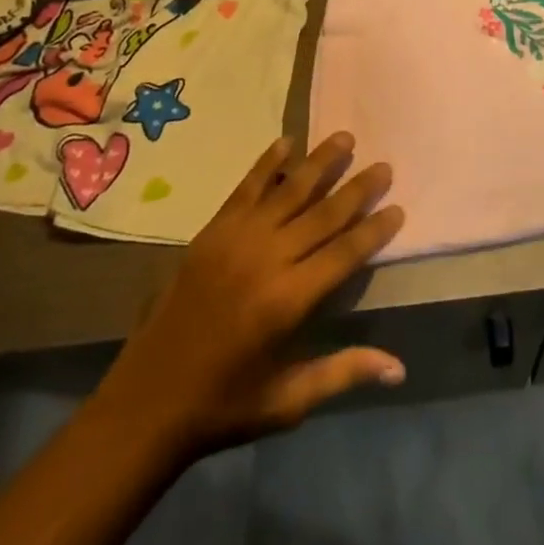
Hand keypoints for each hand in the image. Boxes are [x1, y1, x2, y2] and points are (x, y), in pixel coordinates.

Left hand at [93, 131, 406, 459]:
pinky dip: (266, 165)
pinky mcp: (210, 234)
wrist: (143, 405)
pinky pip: (244, 190)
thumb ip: (344, 373)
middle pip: (322, 214)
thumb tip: (400, 368)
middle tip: (383, 165)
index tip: (398, 207)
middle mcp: (266, 260)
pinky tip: (285, 143)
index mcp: (288, 301)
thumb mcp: (288, 401)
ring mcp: (235, 241)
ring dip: (319, 163)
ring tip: (345, 138)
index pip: (345, 253)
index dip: (374, 230)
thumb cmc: (224, 406)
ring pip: (288, 191)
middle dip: (357, 188)